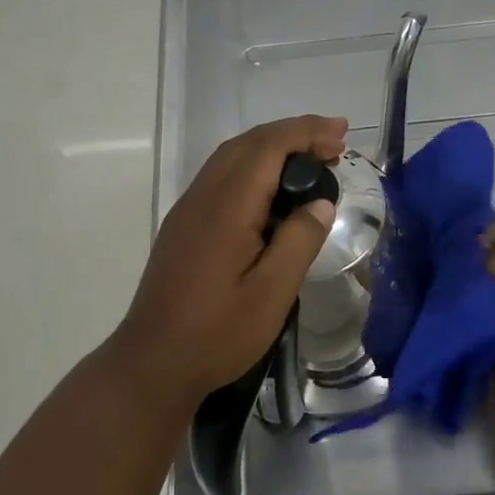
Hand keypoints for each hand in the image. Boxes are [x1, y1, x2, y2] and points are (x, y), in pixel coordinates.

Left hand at [106, 114, 346, 407]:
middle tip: (335, 145)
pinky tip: (272, 191)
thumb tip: (321, 203)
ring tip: (312, 163)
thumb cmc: (217, 333)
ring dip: (272, 149)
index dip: (307, 132)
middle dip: (293, 134)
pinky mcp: (183, 225)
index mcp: (226, 206)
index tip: (342, 133)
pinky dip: (253, 167)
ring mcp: (188, 209)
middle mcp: (203, 196)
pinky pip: (221, 176)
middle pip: (249, 144)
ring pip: (232, 157)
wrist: (153, 362)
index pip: (268, 147)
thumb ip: (300, 241)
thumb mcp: (272, 294)